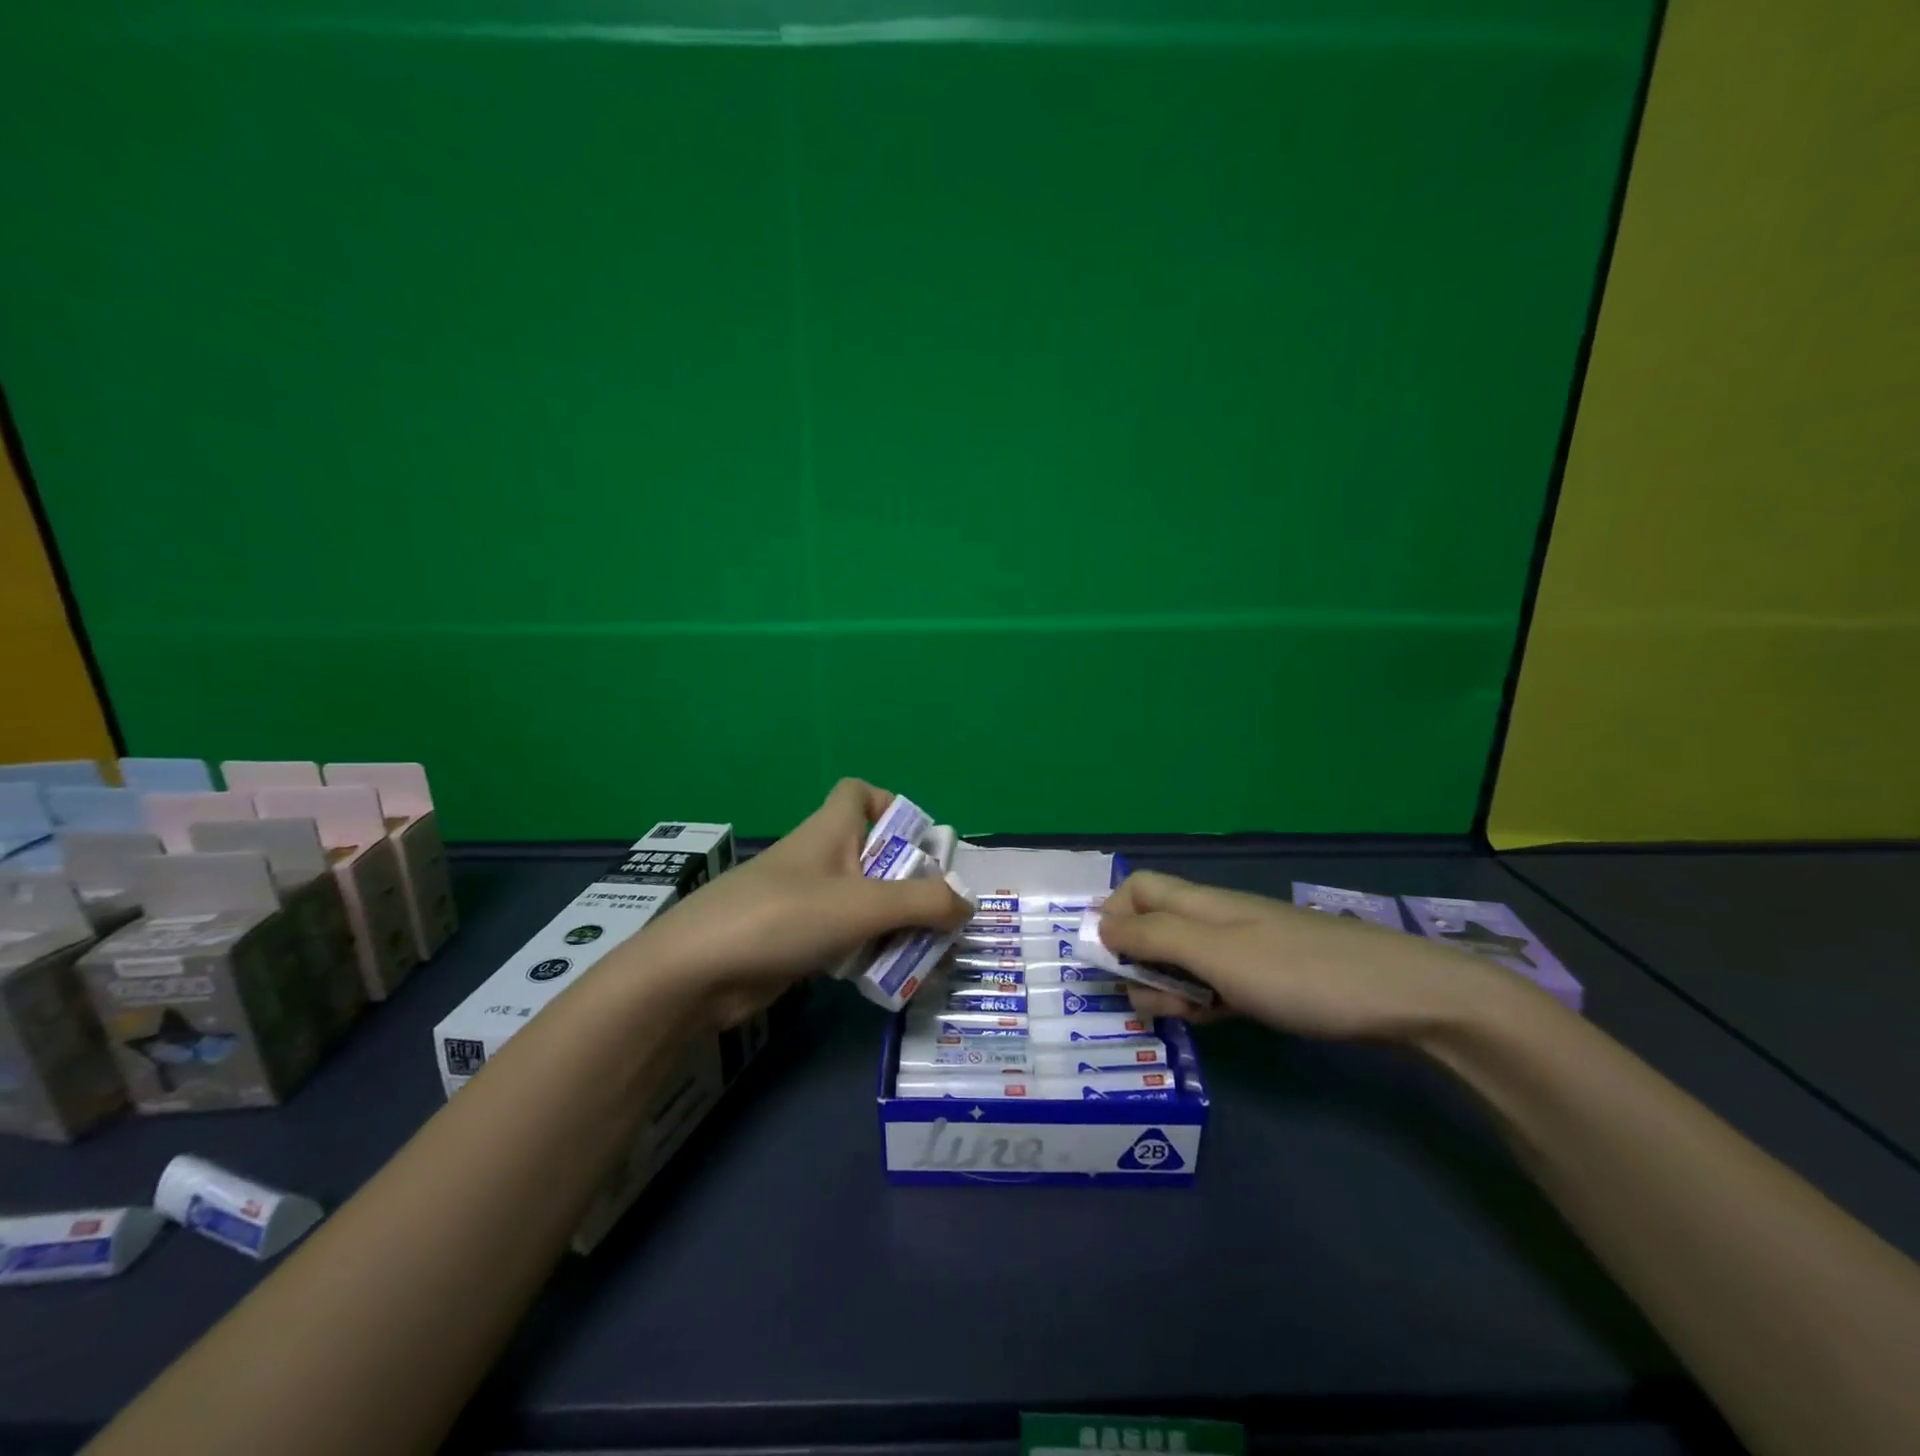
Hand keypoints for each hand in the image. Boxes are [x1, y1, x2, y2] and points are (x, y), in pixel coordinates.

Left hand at [637, 779, 969, 1024]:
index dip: (889, 805)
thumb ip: (923, 903)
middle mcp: (819, 859)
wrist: (697, 972)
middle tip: (941, 916)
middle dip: (910, 883)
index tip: (917, 843)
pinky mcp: (794, 939)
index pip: (858, 792)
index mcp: (830, 831)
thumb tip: (968, 904)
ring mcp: (804, 900)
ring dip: (895, 924)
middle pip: (873, 855)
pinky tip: (888, 978)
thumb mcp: (863, 905)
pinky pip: (844, 937)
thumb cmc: (784, 916)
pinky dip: (868, 951)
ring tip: (928, 955)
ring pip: (863, 902)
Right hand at [1096, 871, 1520, 1041]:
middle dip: (1138, 963)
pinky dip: (1202, 1002)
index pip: (1137, 888)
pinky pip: (1214, 986)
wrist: (1401, 996)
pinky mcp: (1264, 981)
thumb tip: (1099, 925)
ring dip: (1169, 988)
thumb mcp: (1216, 953)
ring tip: (1189, 1017)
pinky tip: (1214, 1022)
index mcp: (1199, 904)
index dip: (1113, 914)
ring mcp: (1242, 951)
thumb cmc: (1298, 972)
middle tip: (1156, 1001)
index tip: (1109, 958)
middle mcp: (1215, 920)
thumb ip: (1153, 938)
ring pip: (1181, 962)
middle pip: (1153, 928)